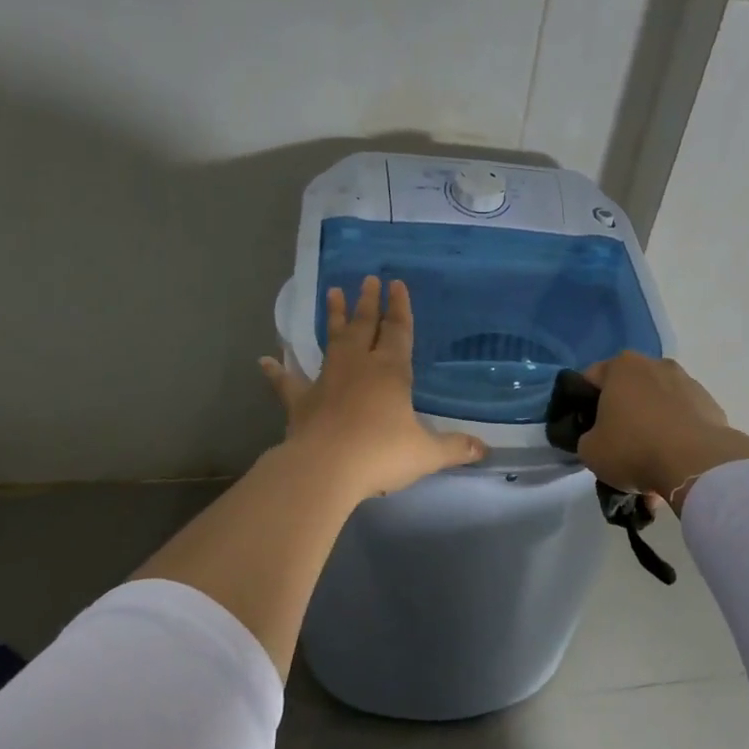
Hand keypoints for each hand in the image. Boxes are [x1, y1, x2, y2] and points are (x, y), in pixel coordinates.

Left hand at [261, 276, 484, 501]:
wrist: (325, 469)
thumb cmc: (381, 454)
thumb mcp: (426, 453)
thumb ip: (454, 448)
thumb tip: (484, 450)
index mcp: (391, 372)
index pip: (398, 332)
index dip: (400, 309)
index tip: (397, 284)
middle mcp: (358, 367)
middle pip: (365, 327)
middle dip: (369, 303)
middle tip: (369, 279)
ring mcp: (326, 381)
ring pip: (332, 342)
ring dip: (335, 318)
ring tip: (333, 293)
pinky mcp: (301, 402)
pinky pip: (288, 383)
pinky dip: (276, 372)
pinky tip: (264, 361)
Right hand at [578, 352, 748, 511]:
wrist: (697, 464)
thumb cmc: (634, 448)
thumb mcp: (590, 450)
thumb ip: (587, 437)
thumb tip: (598, 437)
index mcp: (622, 366)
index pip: (591, 378)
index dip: (583, 404)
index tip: (586, 429)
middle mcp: (656, 365)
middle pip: (629, 390)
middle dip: (622, 414)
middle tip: (617, 446)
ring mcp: (687, 382)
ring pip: (658, 405)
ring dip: (651, 427)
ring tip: (650, 462)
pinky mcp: (710, 404)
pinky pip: (683, 419)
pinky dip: (675, 436)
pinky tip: (672, 464)